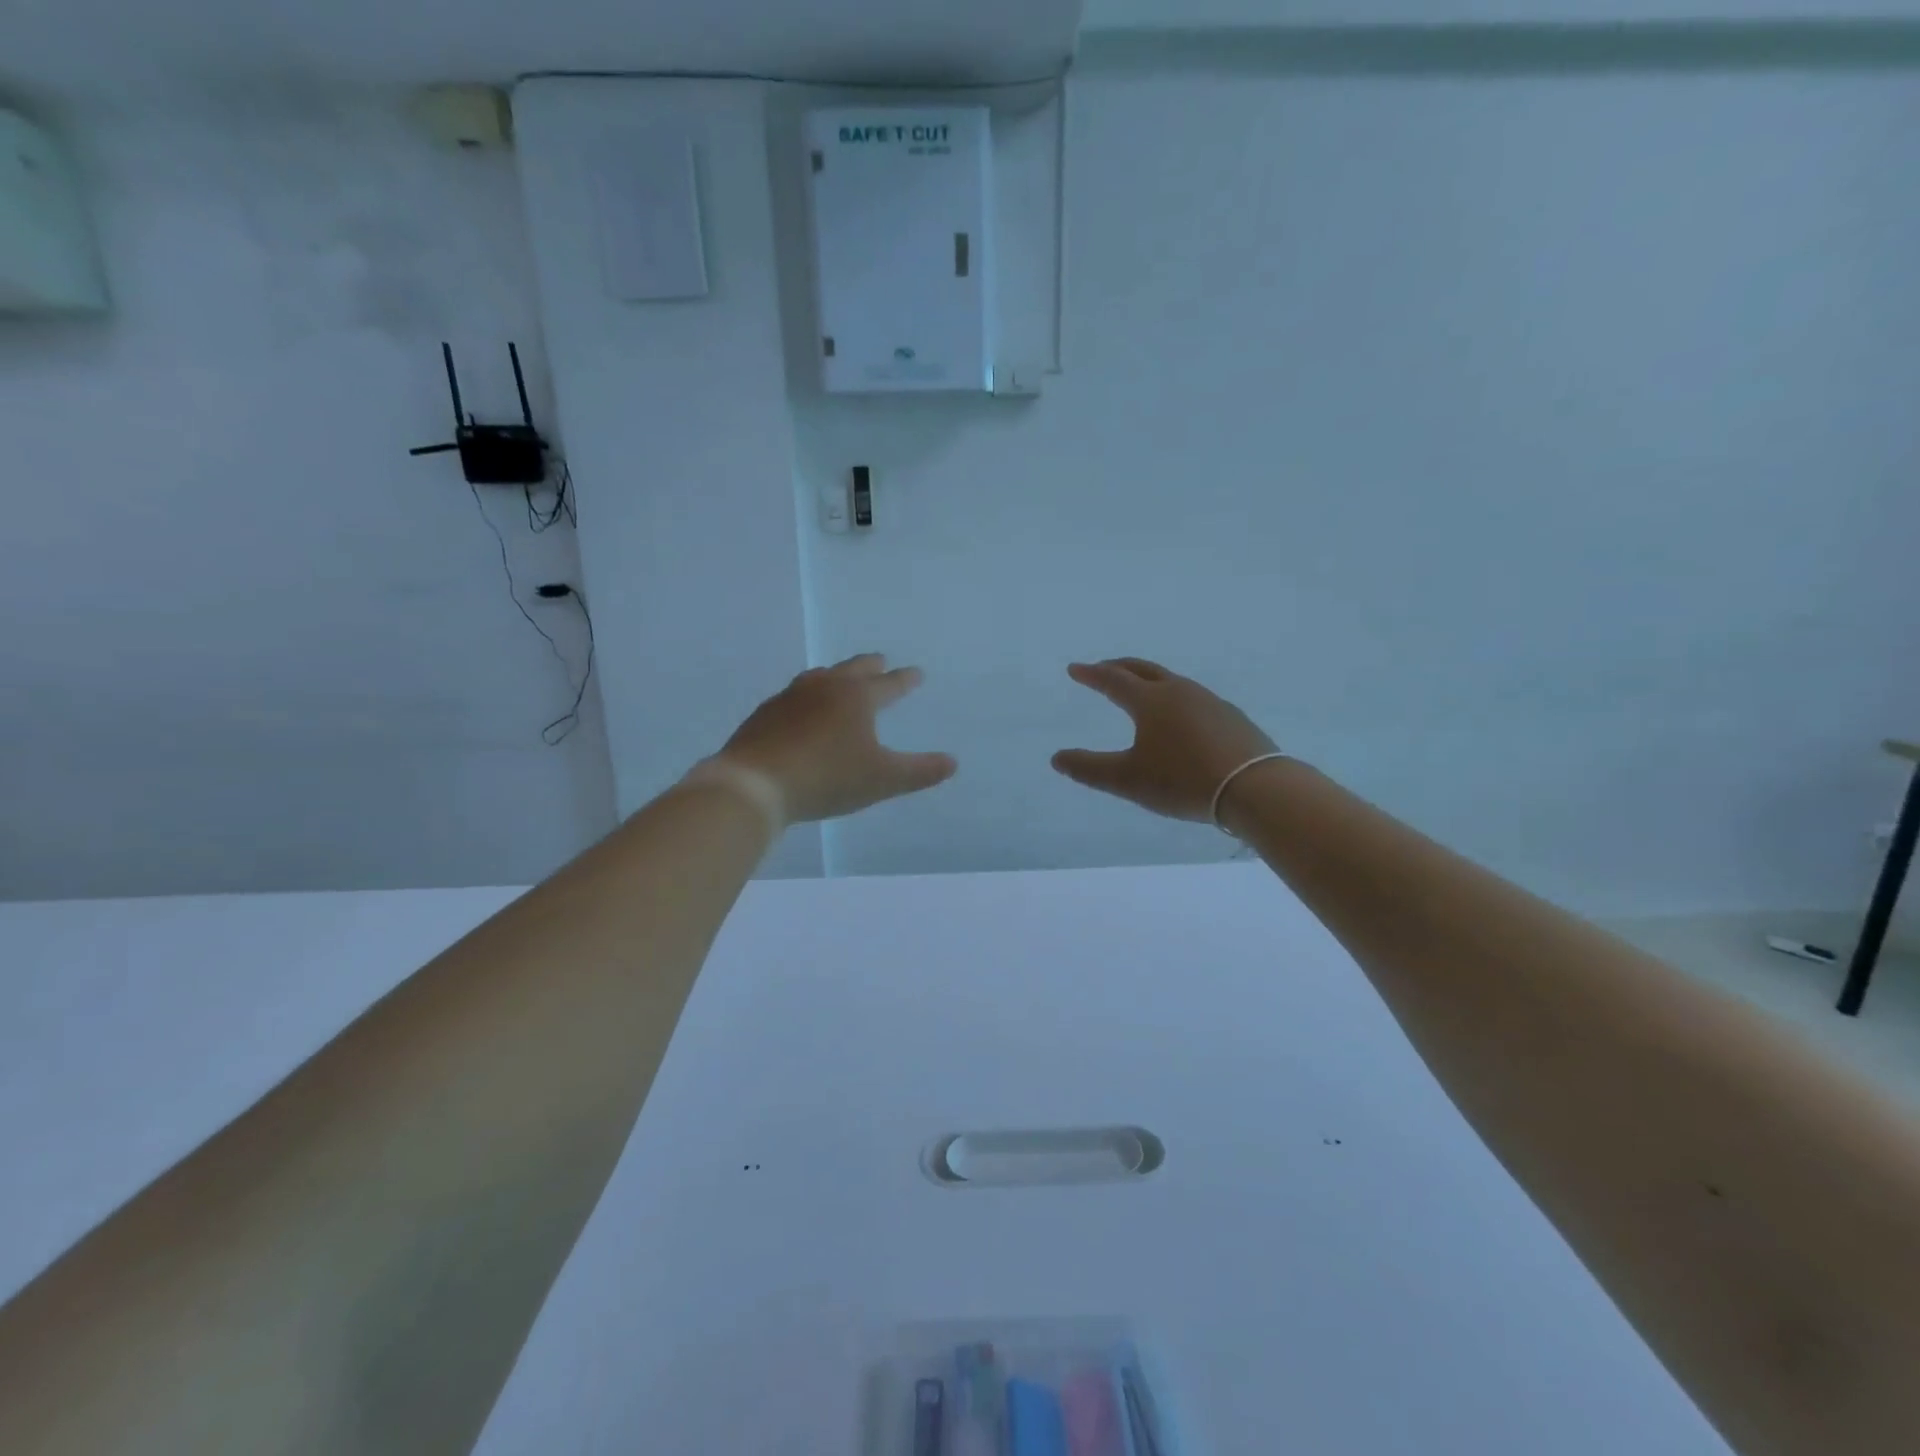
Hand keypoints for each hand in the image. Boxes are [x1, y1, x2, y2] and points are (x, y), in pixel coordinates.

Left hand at [716, 654, 957, 824]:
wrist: (755, 784)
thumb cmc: (827, 777)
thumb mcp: (882, 779)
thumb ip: (920, 771)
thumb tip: (952, 762)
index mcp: (857, 698)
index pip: (889, 685)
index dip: (905, 681)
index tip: (917, 673)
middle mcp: (824, 688)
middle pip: (853, 669)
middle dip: (870, 666)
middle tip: (881, 661)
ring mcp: (790, 698)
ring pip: (819, 677)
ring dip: (835, 676)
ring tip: (839, 679)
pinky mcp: (764, 714)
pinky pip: (792, 696)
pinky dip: (806, 697)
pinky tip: (800, 710)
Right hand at [1052, 658, 1278, 822]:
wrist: (1254, 787)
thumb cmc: (1182, 780)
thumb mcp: (1127, 780)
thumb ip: (1089, 769)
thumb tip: (1057, 758)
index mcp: (1150, 701)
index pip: (1113, 680)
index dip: (1091, 674)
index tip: (1074, 669)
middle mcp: (1179, 691)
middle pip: (1143, 670)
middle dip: (1118, 667)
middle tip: (1102, 668)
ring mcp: (1209, 701)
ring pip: (1171, 682)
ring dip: (1149, 681)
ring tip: (1139, 692)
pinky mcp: (1231, 717)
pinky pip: (1194, 699)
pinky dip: (1175, 699)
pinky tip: (1180, 718)